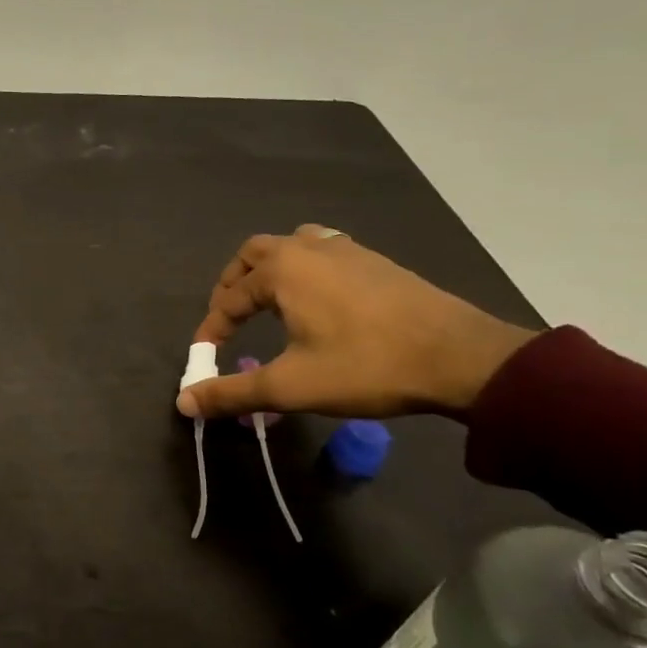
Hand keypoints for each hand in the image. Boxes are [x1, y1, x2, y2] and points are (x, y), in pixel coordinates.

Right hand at [177, 225, 536, 420]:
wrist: (462, 358)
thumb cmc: (366, 366)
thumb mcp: (291, 386)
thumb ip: (233, 392)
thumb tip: (184, 402)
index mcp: (283, 270)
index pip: (229, 297)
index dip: (212, 329)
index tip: (205, 358)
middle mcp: (309, 249)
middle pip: (254, 254)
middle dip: (233, 284)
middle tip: (229, 318)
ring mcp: (348, 250)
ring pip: (293, 245)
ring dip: (271, 269)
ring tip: (269, 302)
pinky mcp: (377, 262)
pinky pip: (325, 251)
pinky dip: (305, 269)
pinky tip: (318, 299)